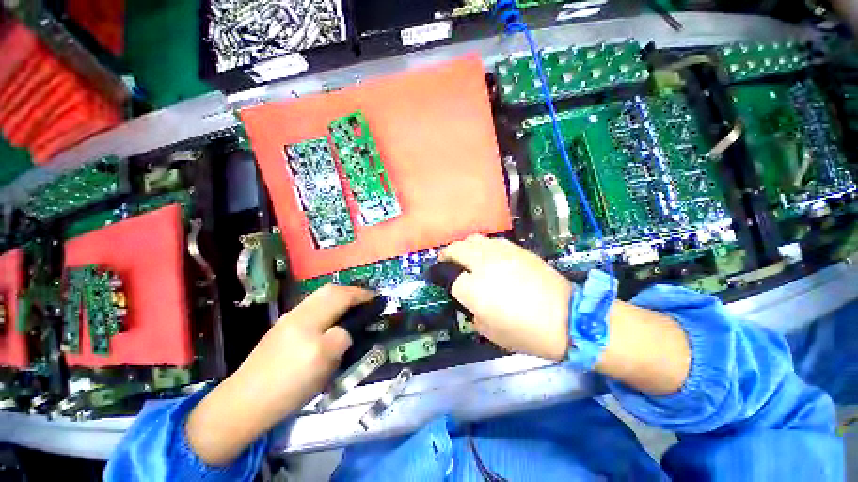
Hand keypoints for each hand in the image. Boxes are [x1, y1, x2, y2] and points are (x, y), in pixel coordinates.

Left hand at [186, 285, 373, 465]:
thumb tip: (349, 328)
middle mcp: (299, 313)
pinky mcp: (284, 326)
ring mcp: (289, 318)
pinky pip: (313, 305)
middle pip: (330, 290)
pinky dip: (329, 303)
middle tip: (366, 300)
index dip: (362, 296)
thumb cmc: (288, 386)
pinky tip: (332, 316)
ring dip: (340, 295)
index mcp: (310, 322)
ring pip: (320, 296)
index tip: (377, 298)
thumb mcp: (323, 365)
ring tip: (353, 306)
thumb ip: (341, 338)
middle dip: (351, 291)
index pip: (341, 299)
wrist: (245, 402)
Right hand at [440, 235, 572, 360]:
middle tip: (446, 261)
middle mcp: (482, 264)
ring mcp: (500, 253)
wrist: (568, 318)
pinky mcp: (516, 249)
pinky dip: (483, 246)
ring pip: (473, 239)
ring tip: (466, 256)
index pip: (449, 278)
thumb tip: (471, 301)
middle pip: (456, 249)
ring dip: (464, 247)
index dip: (444, 280)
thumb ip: (473, 313)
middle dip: (447, 255)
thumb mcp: (490, 332)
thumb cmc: (526, 332)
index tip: (441, 281)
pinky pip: (491, 241)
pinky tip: (488, 255)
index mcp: (473, 289)